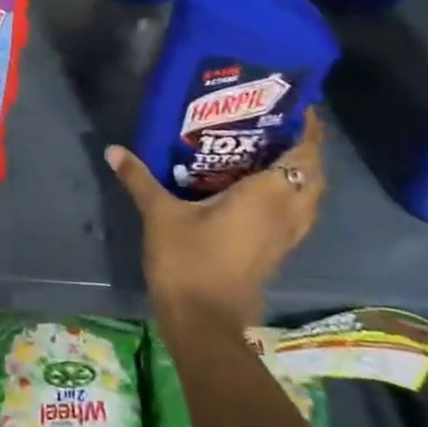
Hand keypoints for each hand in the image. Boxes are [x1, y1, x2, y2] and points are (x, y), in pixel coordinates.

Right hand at [104, 111, 326, 329]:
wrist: (204, 321)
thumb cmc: (188, 261)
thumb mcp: (160, 214)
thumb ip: (140, 179)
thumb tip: (113, 149)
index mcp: (268, 196)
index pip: (305, 154)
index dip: (308, 128)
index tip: (294, 105)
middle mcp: (287, 213)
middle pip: (314, 174)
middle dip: (304, 146)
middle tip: (275, 124)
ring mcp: (285, 236)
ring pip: (309, 197)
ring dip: (299, 173)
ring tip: (269, 150)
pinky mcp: (276, 252)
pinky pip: (295, 213)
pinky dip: (288, 194)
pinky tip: (258, 188)